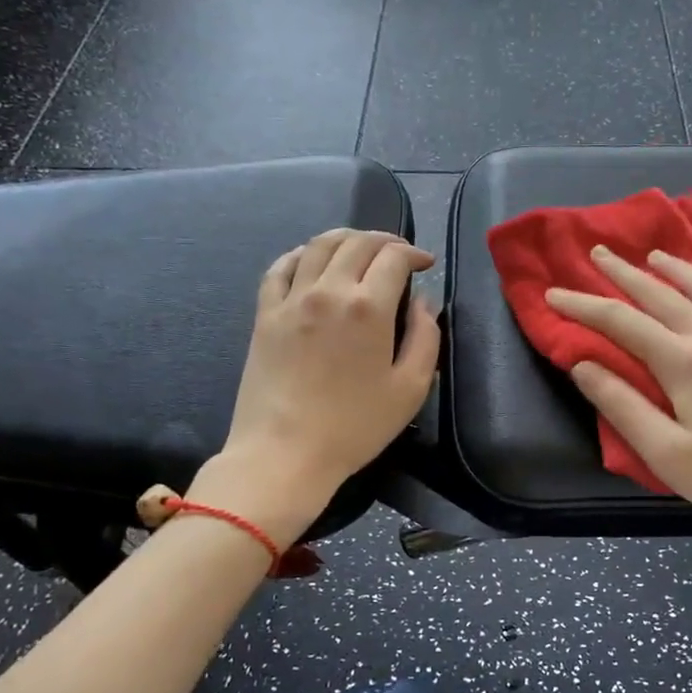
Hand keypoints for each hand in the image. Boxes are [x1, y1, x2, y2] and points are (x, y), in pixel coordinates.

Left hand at [203, 230, 439, 534]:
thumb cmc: (355, 426)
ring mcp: (292, 299)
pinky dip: (301, 254)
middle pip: (358, 243)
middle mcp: (329, 290)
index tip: (425, 263)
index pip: (394, 257)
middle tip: (398, 253)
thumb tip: (423, 303)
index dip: (414, 253)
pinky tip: (311, 260)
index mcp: (369, 307)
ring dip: (346, 238)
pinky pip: (280, 267)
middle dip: (385, 240)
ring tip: (360, 248)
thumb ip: (426, 337)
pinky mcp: (265, 314)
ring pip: (319, 245)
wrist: (284, 453)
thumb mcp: (411, 388)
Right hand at [546, 247, 691, 592]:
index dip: (583, 306)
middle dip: (624, 273)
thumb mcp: (668, 456)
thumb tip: (582, 364)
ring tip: (654, 255)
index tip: (553, 294)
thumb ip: (623, 406)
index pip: (621, 323)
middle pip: (661, 293)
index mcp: (685, 363)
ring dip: (675, 268)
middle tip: (599, 253)